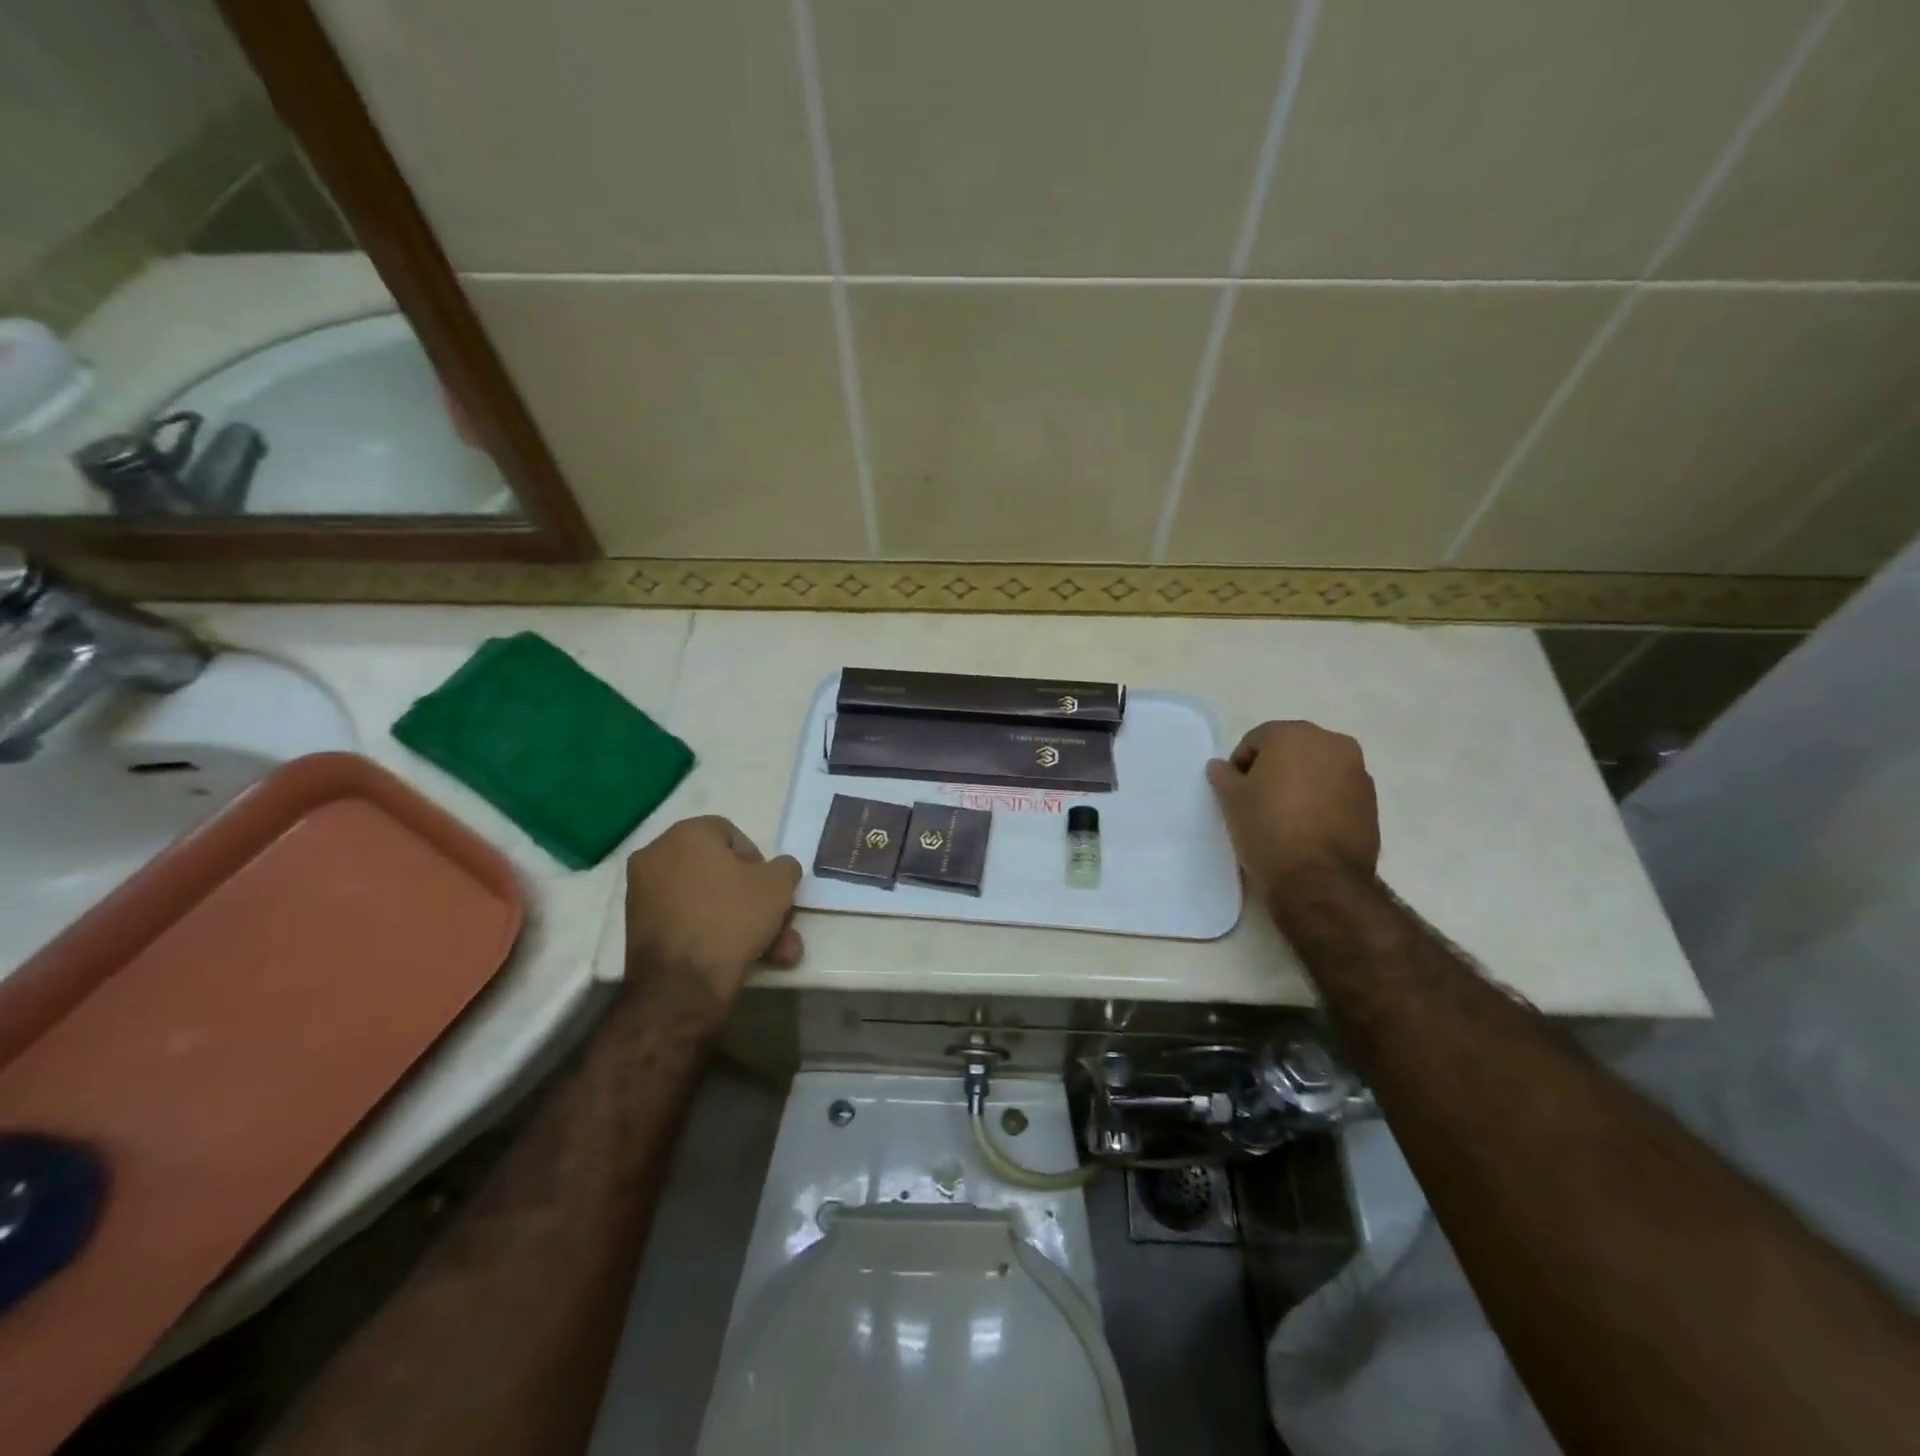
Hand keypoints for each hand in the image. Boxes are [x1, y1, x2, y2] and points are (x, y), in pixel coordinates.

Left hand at [624, 816, 802, 1009]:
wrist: (681, 985)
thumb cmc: (731, 918)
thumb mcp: (778, 885)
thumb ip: (784, 867)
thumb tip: (778, 870)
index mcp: (686, 834)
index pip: (731, 834)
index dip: (759, 861)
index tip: (772, 889)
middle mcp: (657, 856)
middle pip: (720, 873)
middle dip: (756, 902)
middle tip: (780, 926)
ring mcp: (643, 894)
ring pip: (707, 901)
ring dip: (744, 924)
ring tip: (776, 953)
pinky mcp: (639, 928)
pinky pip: (688, 921)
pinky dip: (713, 934)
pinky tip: (743, 959)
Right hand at [1206, 721, 1379, 901]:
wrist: (1319, 879)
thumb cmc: (1268, 828)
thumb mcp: (1231, 800)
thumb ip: (1224, 775)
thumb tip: (1221, 766)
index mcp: (1295, 734)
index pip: (1256, 740)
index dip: (1240, 765)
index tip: (1234, 792)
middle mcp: (1332, 743)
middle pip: (1291, 749)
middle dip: (1273, 769)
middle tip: (1257, 800)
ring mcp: (1358, 772)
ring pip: (1317, 770)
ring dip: (1300, 784)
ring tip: (1284, 816)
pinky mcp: (1372, 802)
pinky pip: (1337, 791)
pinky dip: (1321, 800)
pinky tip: (1307, 828)